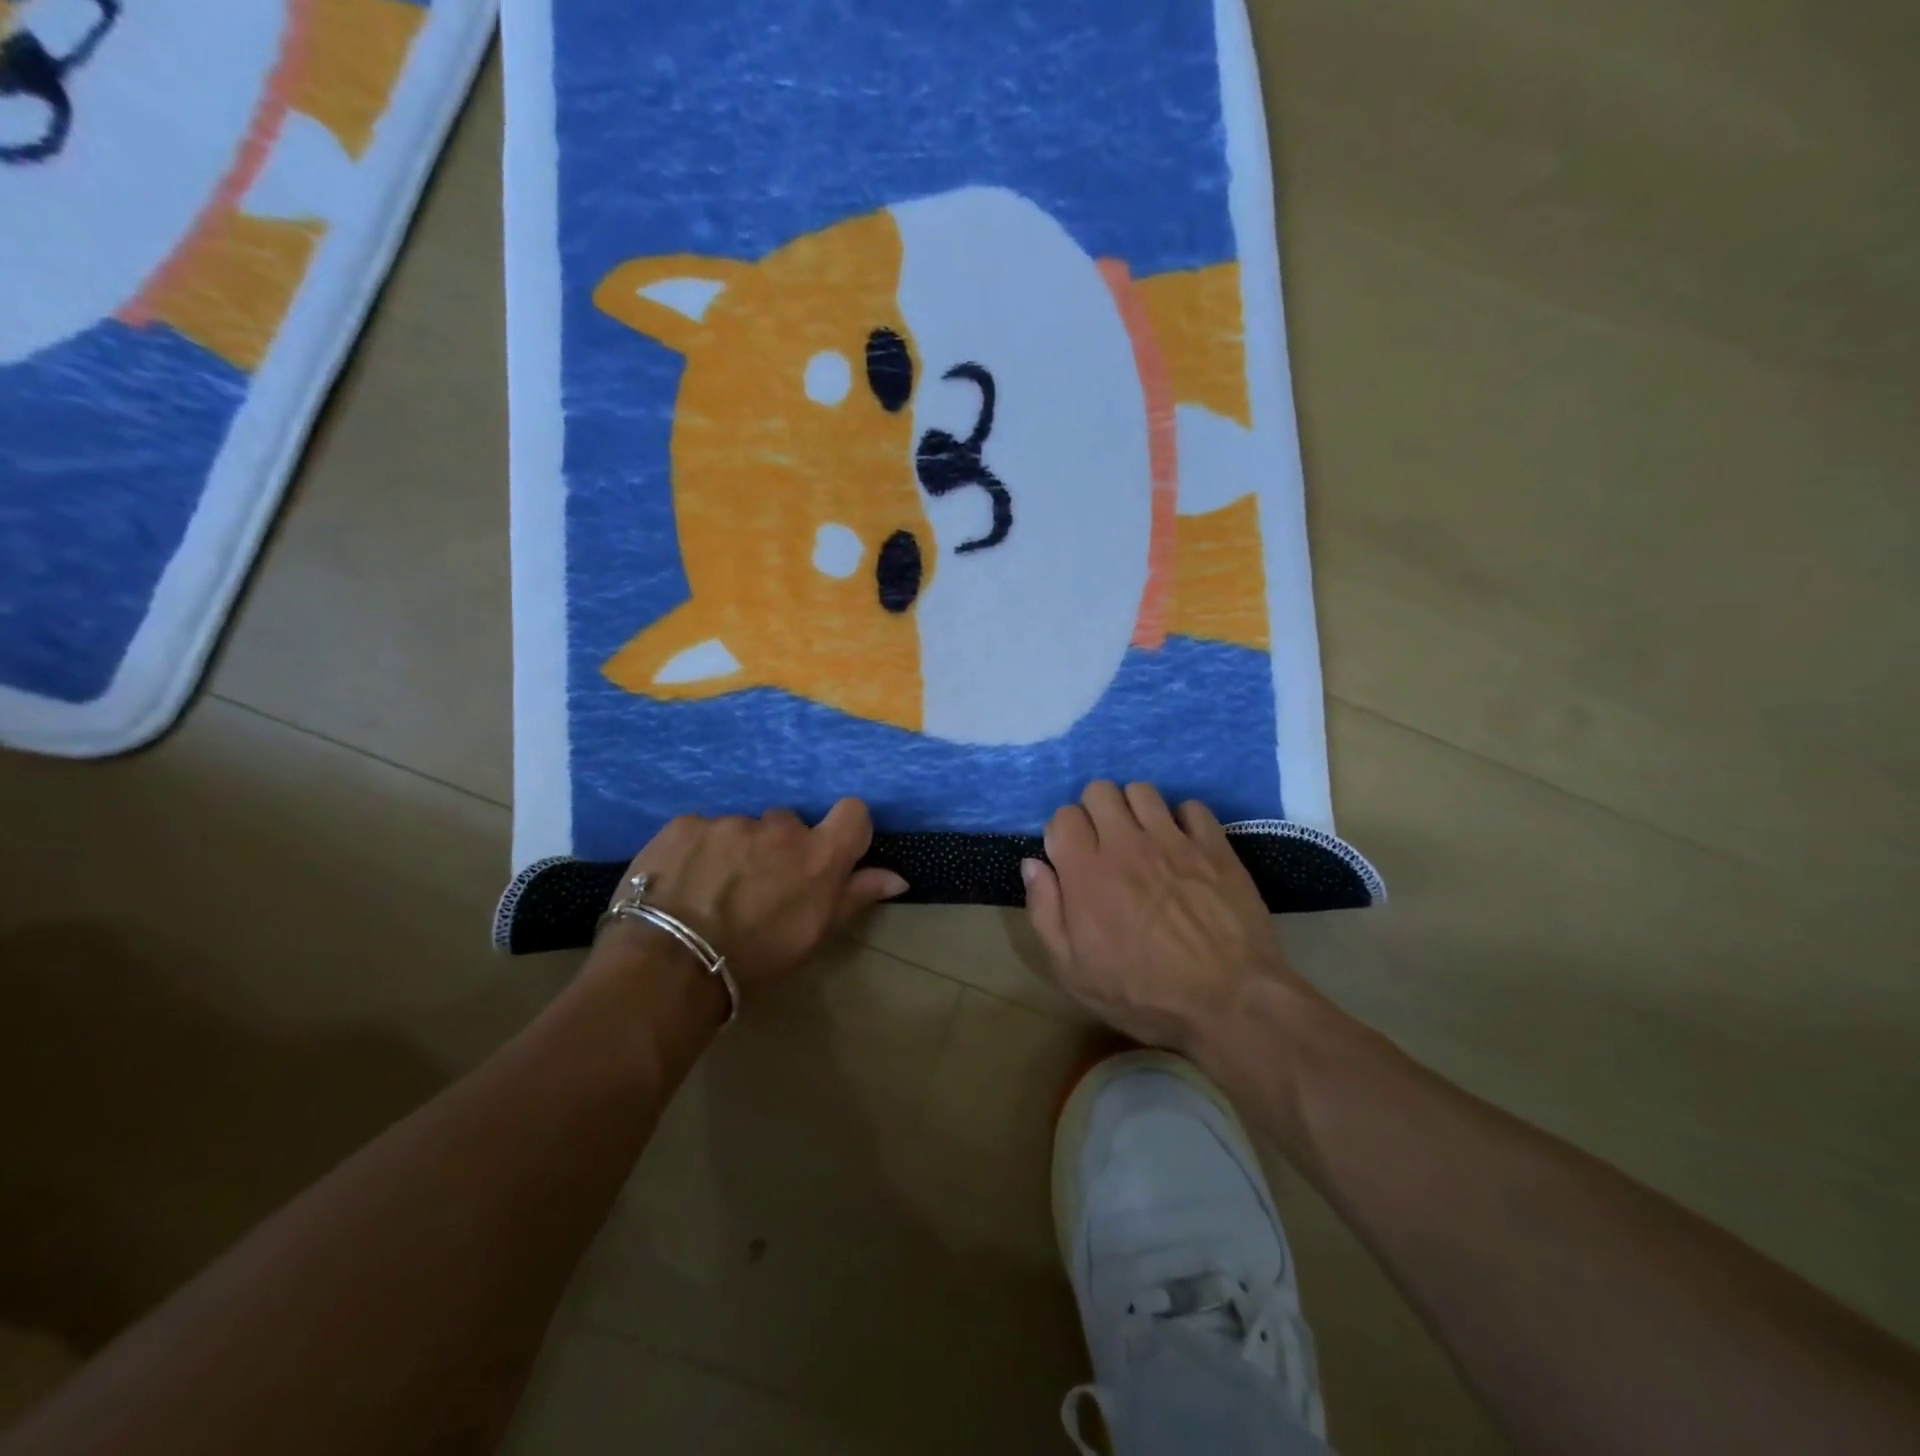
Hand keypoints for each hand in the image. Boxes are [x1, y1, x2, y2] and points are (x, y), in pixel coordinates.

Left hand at [606, 800, 907, 1000]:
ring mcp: (730, 822)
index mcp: (818, 855)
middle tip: (758, 886)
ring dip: (735, 850)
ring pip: (741, 828)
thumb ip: (855, 896)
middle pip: (788, 823)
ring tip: (711, 890)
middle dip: (778, 847)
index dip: (845, 828)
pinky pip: (701, 830)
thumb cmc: (754, 959)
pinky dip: (697, 850)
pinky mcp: (686, 824)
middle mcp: (779, 828)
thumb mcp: (813, 935)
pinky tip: (682, 882)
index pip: (853, 812)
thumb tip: (897, 877)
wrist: (670, 966)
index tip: (828, 852)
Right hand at [1022, 782, 1299, 1052]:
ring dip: (1135, 809)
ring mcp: (1173, 841)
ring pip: (1142, 791)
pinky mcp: (1214, 846)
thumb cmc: (1144, 995)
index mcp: (1086, 872)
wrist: (1230, 1003)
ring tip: (1143, 839)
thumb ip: (1045, 912)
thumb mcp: (1073, 972)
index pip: (1063, 817)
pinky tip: (1183, 845)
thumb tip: (1032, 865)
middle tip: (1105, 844)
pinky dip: (1182, 820)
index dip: (1063, 833)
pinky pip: (1192, 807)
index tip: (1071, 858)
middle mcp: (1126, 844)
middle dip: (1095, 811)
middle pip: (1099, 791)